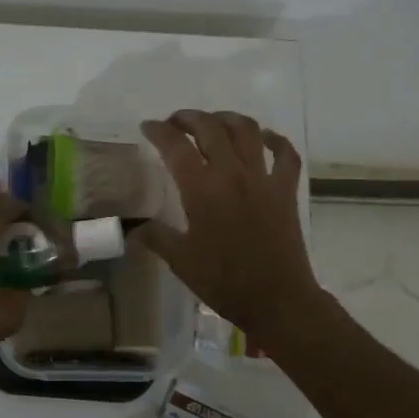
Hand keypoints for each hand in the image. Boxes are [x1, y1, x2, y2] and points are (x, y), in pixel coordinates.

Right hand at [138, 110, 325, 347]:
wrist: (277, 300)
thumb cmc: (224, 281)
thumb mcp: (180, 261)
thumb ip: (156, 237)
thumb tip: (132, 228)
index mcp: (202, 189)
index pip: (175, 146)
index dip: (158, 131)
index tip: (148, 127)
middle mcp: (232, 174)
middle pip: (210, 128)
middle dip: (188, 118)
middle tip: (175, 123)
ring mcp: (263, 179)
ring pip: (247, 130)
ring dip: (227, 119)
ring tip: (213, 123)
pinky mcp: (286, 190)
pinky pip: (285, 154)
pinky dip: (275, 140)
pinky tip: (263, 138)